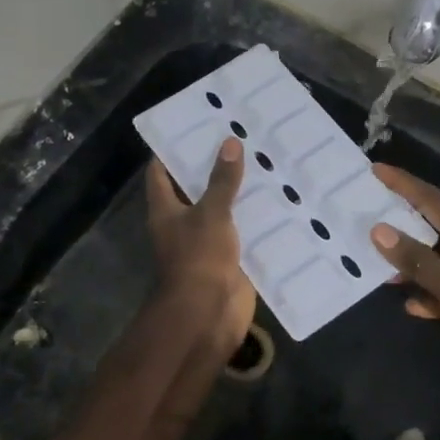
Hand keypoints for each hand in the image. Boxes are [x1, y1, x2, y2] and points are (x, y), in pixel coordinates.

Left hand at [145, 139, 255, 356]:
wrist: (208, 314)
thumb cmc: (198, 258)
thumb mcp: (211, 213)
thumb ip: (222, 180)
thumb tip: (230, 142)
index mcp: (166, 210)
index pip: (160, 173)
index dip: (170, 149)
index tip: (190, 125)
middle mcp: (183, 224)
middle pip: (195, 189)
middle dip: (213, 167)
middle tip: (237, 137)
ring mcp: (206, 243)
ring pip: (222, 210)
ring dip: (239, 193)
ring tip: (263, 161)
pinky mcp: (229, 259)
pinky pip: (243, 234)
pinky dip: (256, 220)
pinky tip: (279, 200)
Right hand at [369, 165, 439, 393]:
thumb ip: (418, 261)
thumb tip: (379, 229)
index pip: (431, 199)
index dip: (403, 182)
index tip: (376, 169)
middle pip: (433, 224)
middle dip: (402, 217)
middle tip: (370, 211)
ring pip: (437, 258)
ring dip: (411, 260)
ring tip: (379, 264)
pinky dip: (428, 293)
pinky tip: (412, 305)